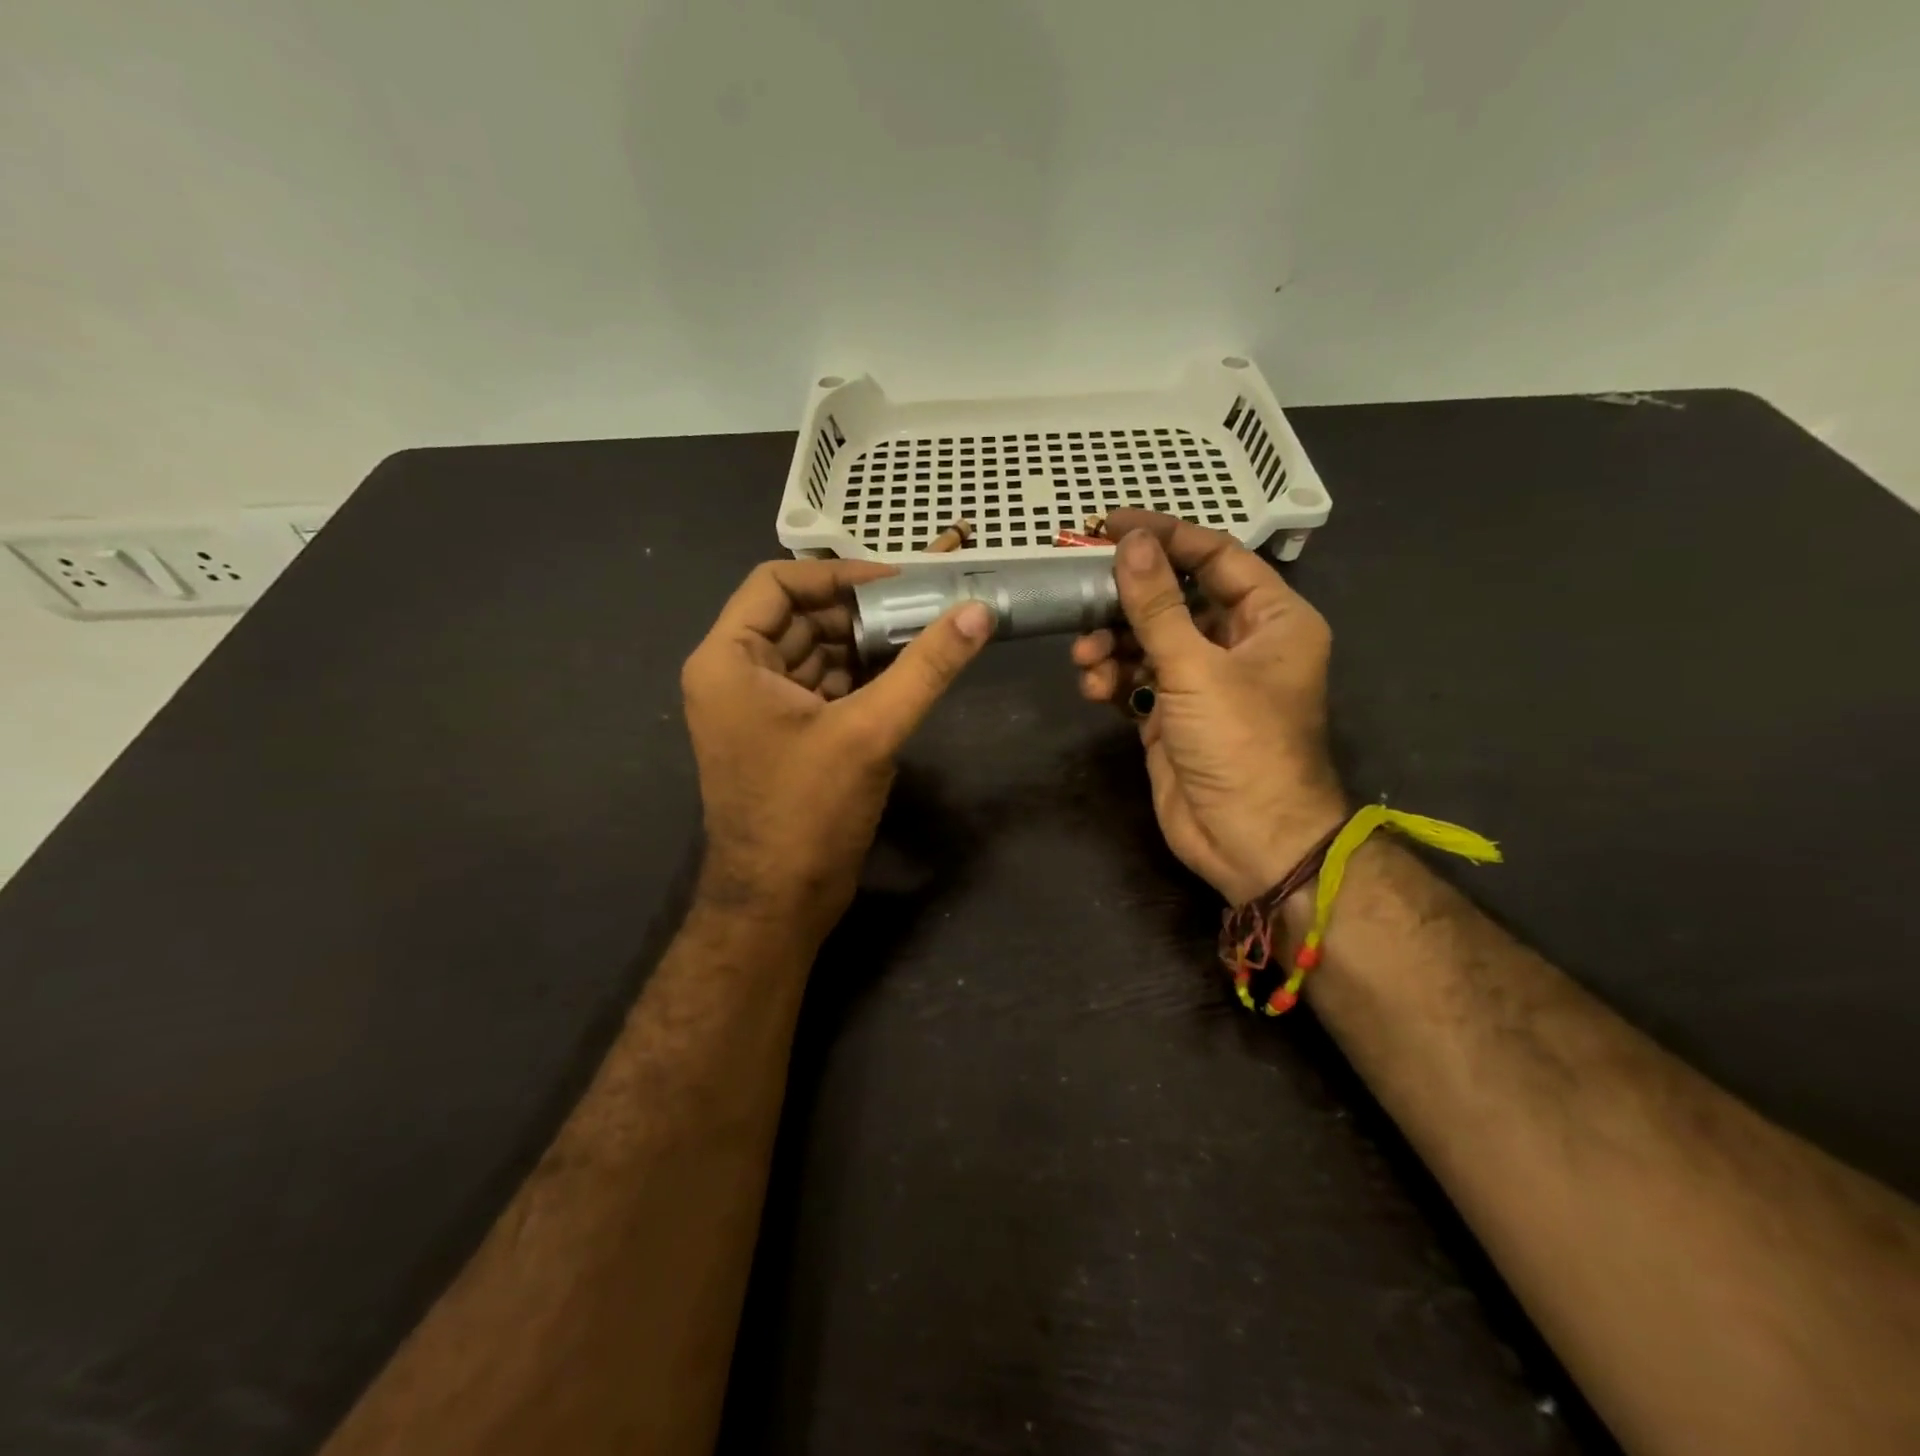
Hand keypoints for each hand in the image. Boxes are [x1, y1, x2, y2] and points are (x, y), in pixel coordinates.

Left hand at [681, 559, 992, 940]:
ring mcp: (760, 707)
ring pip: (817, 653)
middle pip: (801, 617)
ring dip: (867, 644)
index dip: (837, 574)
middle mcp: (736, 674)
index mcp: (729, 660)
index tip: (896, 581)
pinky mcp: (786, 734)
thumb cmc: (808, 811)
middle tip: (924, 606)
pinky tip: (907, 673)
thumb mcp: (871, 731)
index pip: (777, 583)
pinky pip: (825, 687)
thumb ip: (926, 667)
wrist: (779, 903)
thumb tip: (978, 611)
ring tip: (926, 634)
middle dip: (861, 610)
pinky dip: (862, 677)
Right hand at [1072, 511, 1346, 904]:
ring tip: (1086, 657)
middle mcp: (1238, 643)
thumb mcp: (1197, 668)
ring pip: (1148, 640)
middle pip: (1175, 598)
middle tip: (1081, 593)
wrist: (1248, 839)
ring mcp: (1203, 681)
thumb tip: (1130, 543)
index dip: (1165, 537)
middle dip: (1127, 600)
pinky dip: (1112, 677)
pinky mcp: (1172, 714)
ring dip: (1112, 643)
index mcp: (1271, 618)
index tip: (1111, 526)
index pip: (1216, 557)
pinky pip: (1136, 678)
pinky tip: (1094, 687)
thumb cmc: (1240, 744)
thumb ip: (1157, 605)